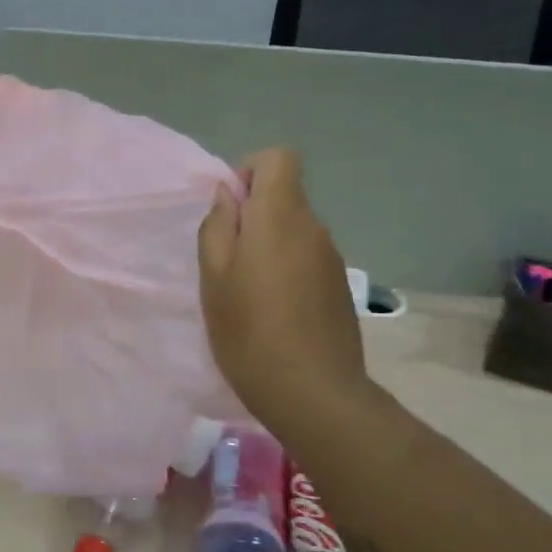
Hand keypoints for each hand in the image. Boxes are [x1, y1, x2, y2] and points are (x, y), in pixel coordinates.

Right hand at [198, 149, 370, 434]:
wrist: (313, 392)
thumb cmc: (249, 330)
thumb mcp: (213, 277)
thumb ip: (217, 227)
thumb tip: (227, 196)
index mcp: (280, 217)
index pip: (279, 159)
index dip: (251, 171)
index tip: (230, 209)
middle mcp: (313, 228)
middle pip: (285, 196)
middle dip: (253, 215)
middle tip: (226, 261)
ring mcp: (331, 258)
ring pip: (294, 230)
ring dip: (268, 245)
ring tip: (247, 291)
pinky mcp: (338, 287)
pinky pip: (306, 258)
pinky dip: (286, 269)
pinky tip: (273, 310)